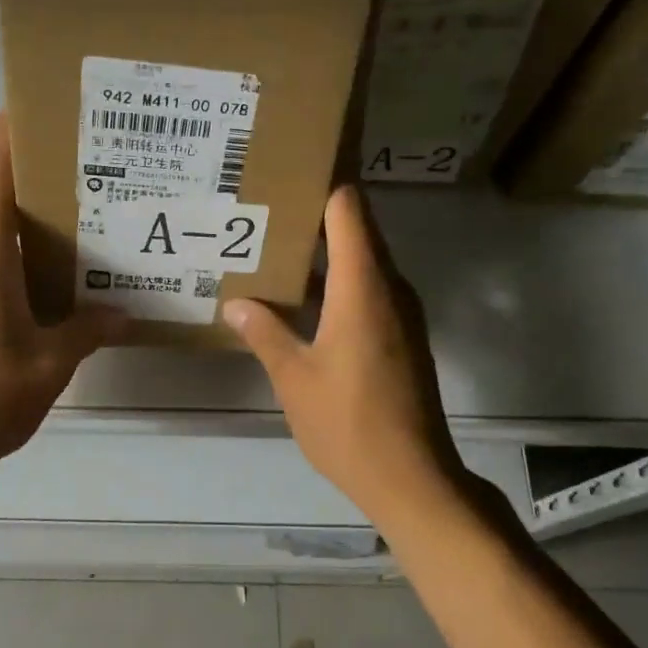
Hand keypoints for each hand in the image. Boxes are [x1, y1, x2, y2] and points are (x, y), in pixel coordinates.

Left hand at [0, 116, 122, 478]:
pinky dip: (21, 259)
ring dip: (31, 224)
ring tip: (85, 220)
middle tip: (92, 169)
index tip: (35, 105)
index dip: (10, 137)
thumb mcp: (50, 363)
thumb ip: (88, 330)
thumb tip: (124, 315)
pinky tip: (56, 280)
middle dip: (37, 179)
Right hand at [223, 186, 463, 522]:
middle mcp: (389, 287)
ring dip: (324, 253)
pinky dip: (337, 284)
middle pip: (357, 229)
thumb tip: (235, 302)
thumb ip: (264, 332)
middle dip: (314, 215)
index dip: (323, 182)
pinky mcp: (402, 337)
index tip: (288, 170)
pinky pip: (368, 291)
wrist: (412, 477)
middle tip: (264, 209)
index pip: (348, 208)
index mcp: (363, 285)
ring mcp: (401, 313)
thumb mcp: (293, 377)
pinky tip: (299, 301)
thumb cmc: (348, 422)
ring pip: (362, 262)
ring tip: (273, 249)